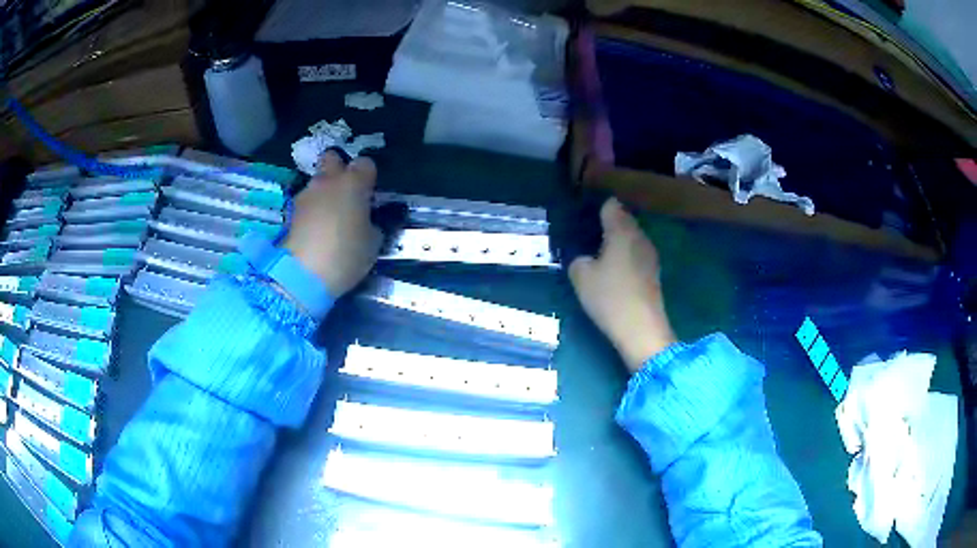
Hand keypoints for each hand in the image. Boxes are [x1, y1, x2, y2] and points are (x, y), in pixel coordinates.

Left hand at [283, 150, 381, 296]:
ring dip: (323, 194)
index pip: (365, 163)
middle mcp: (328, 181)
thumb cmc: (346, 254)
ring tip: (328, 219)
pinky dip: (311, 212)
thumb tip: (366, 221)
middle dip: (338, 169)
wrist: (303, 273)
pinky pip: (306, 204)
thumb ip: (371, 224)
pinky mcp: (290, 212)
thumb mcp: (373, 243)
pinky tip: (315, 231)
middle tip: (345, 192)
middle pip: (332, 158)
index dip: (368, 176)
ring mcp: (306, 194)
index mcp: (354, 183)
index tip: (369, 192)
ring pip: (317, 182)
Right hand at [569, 198, 676, 371]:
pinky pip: (636, 255)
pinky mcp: (653, 272)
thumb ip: (578, 259)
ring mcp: (650, 255)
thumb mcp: (581, 277)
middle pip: (623, 220)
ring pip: (631, 238)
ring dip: (616, 242)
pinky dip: (624, 257)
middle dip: (607, 224)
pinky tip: (613, 272)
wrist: (642, 329)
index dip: (596, 209)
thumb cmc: (610, 297)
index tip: (583, 219)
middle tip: (586, 236)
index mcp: (621, 231)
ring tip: (597, 254)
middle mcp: (639, 236)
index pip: (610, 206)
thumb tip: (584, 258)